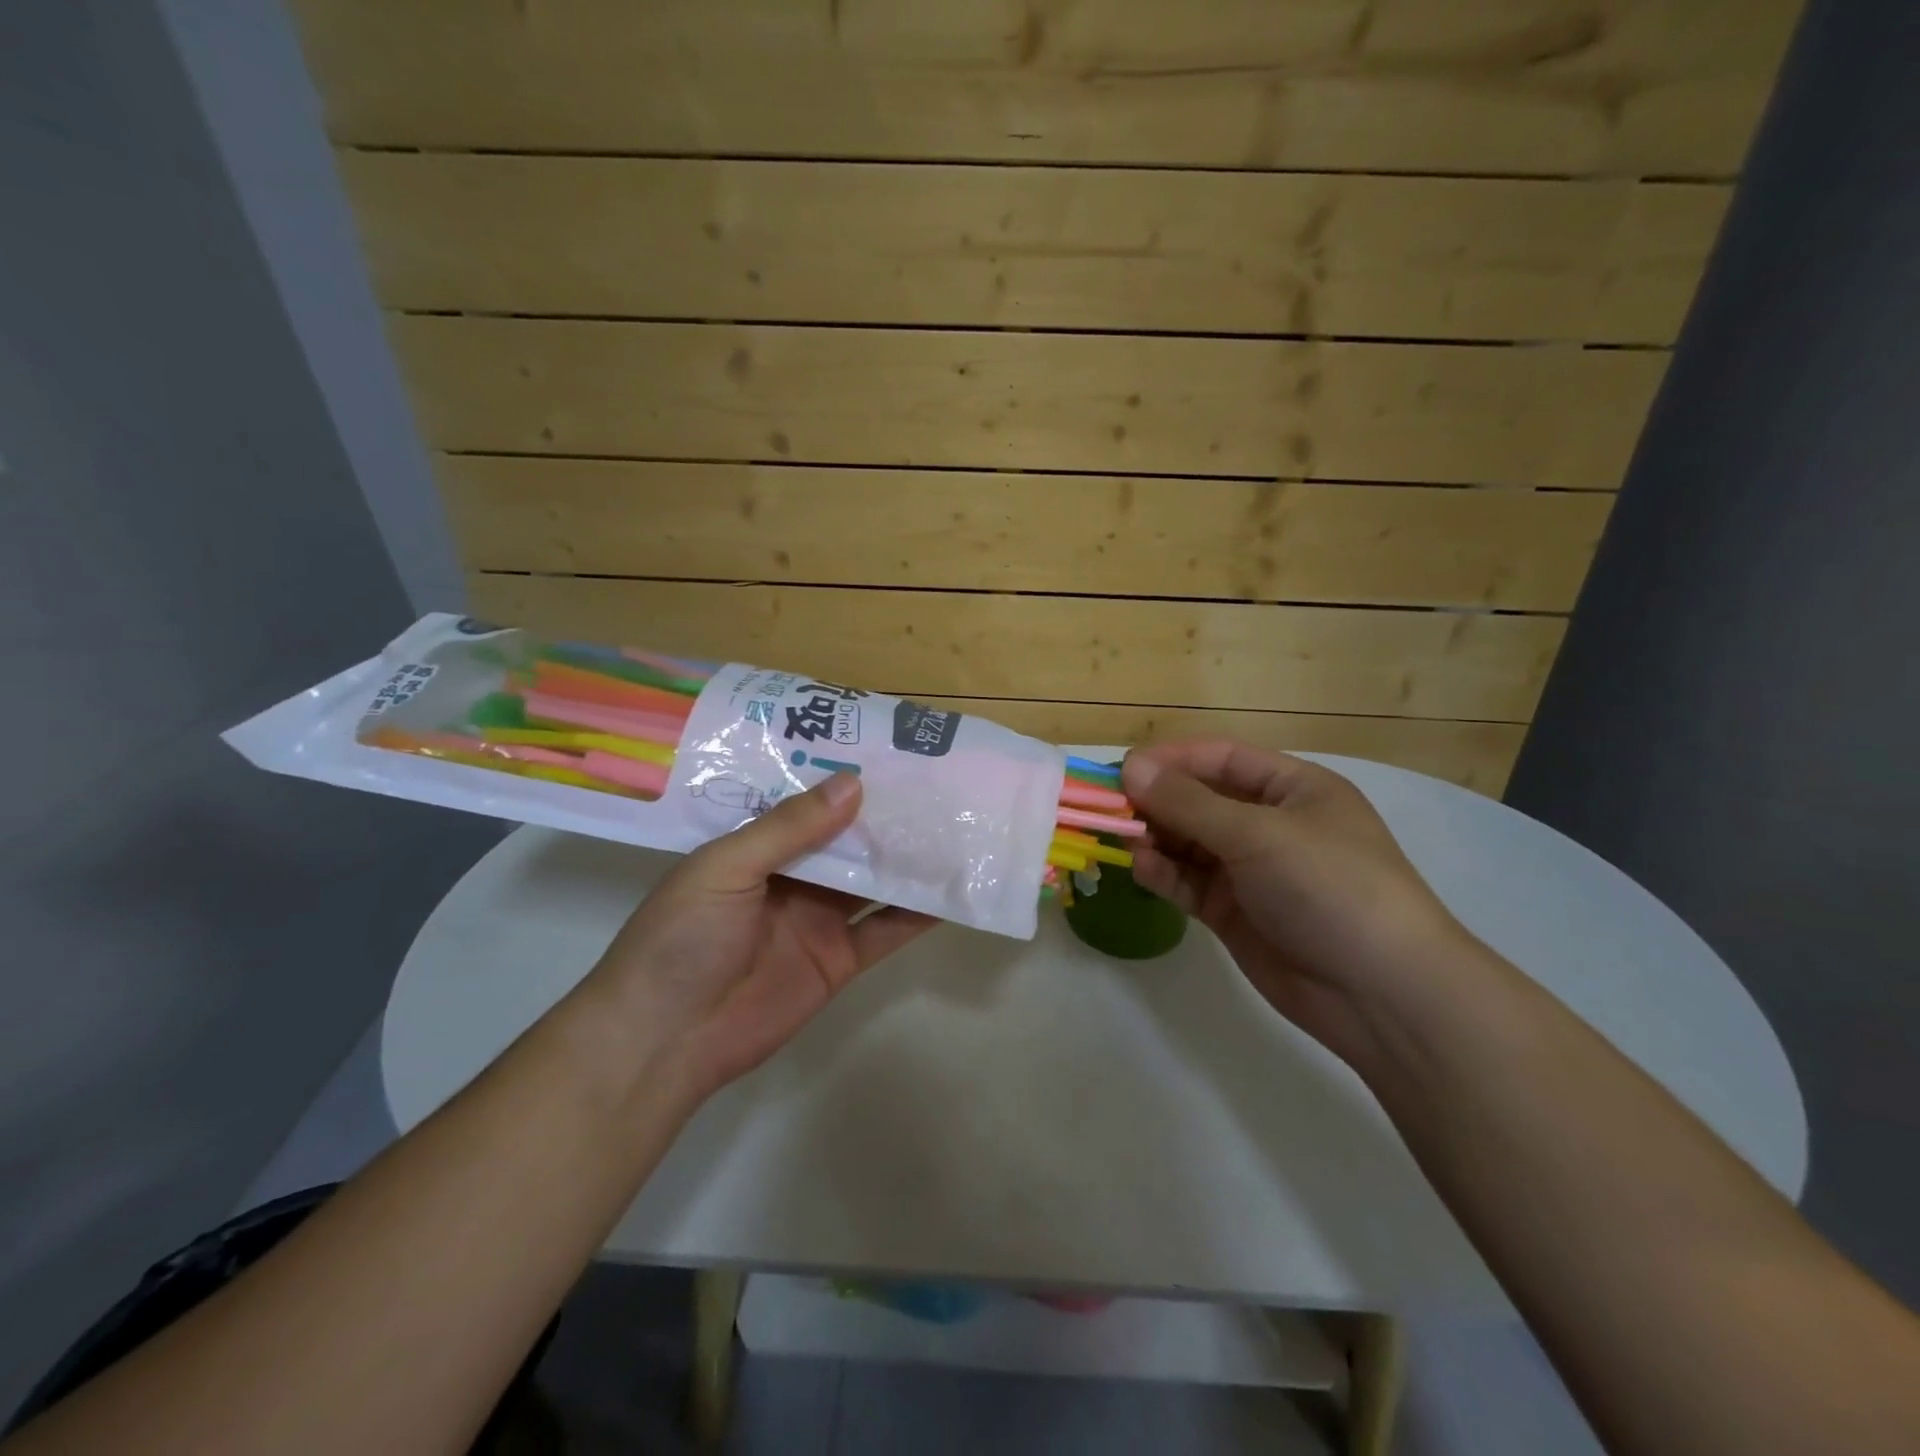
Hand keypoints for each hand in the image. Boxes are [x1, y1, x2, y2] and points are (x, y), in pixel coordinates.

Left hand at [584, 775, 935, 1099]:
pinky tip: (950, 892)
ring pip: (872, 882)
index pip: (810, 806)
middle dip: (886, 817)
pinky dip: (916, 914)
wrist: (666, 1039)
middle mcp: (793, 878)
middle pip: (848, 842)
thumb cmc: (682, 938)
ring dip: (908, 860)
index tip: (891, 754)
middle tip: (937, 784)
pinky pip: (885, 930)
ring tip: (955, 828)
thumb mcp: (726, 868)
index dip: (845, 782)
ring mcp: (819, 920)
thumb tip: (854, 782)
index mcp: (758, 848)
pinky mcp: (840, 960)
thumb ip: (789, 827)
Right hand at [1122, 740, 1474, 1065]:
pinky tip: (1142, 869)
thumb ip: (1188, 802)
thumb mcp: (1258, 834)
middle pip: (1200, 800)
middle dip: (1156, 800)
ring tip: (1119, 838)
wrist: (1382, 993)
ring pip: (1189, 842)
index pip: (1221, 759)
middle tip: (1107, 805)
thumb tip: (1129, 767)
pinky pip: (1190, 882)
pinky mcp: (1235, 912)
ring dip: (1155, 837)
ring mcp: (1251, 871)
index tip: (1123, 768)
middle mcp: (1270, 824)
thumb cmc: (1330, 887)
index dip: (1172, 759)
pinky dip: (1164, 873)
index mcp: (1292, 789)